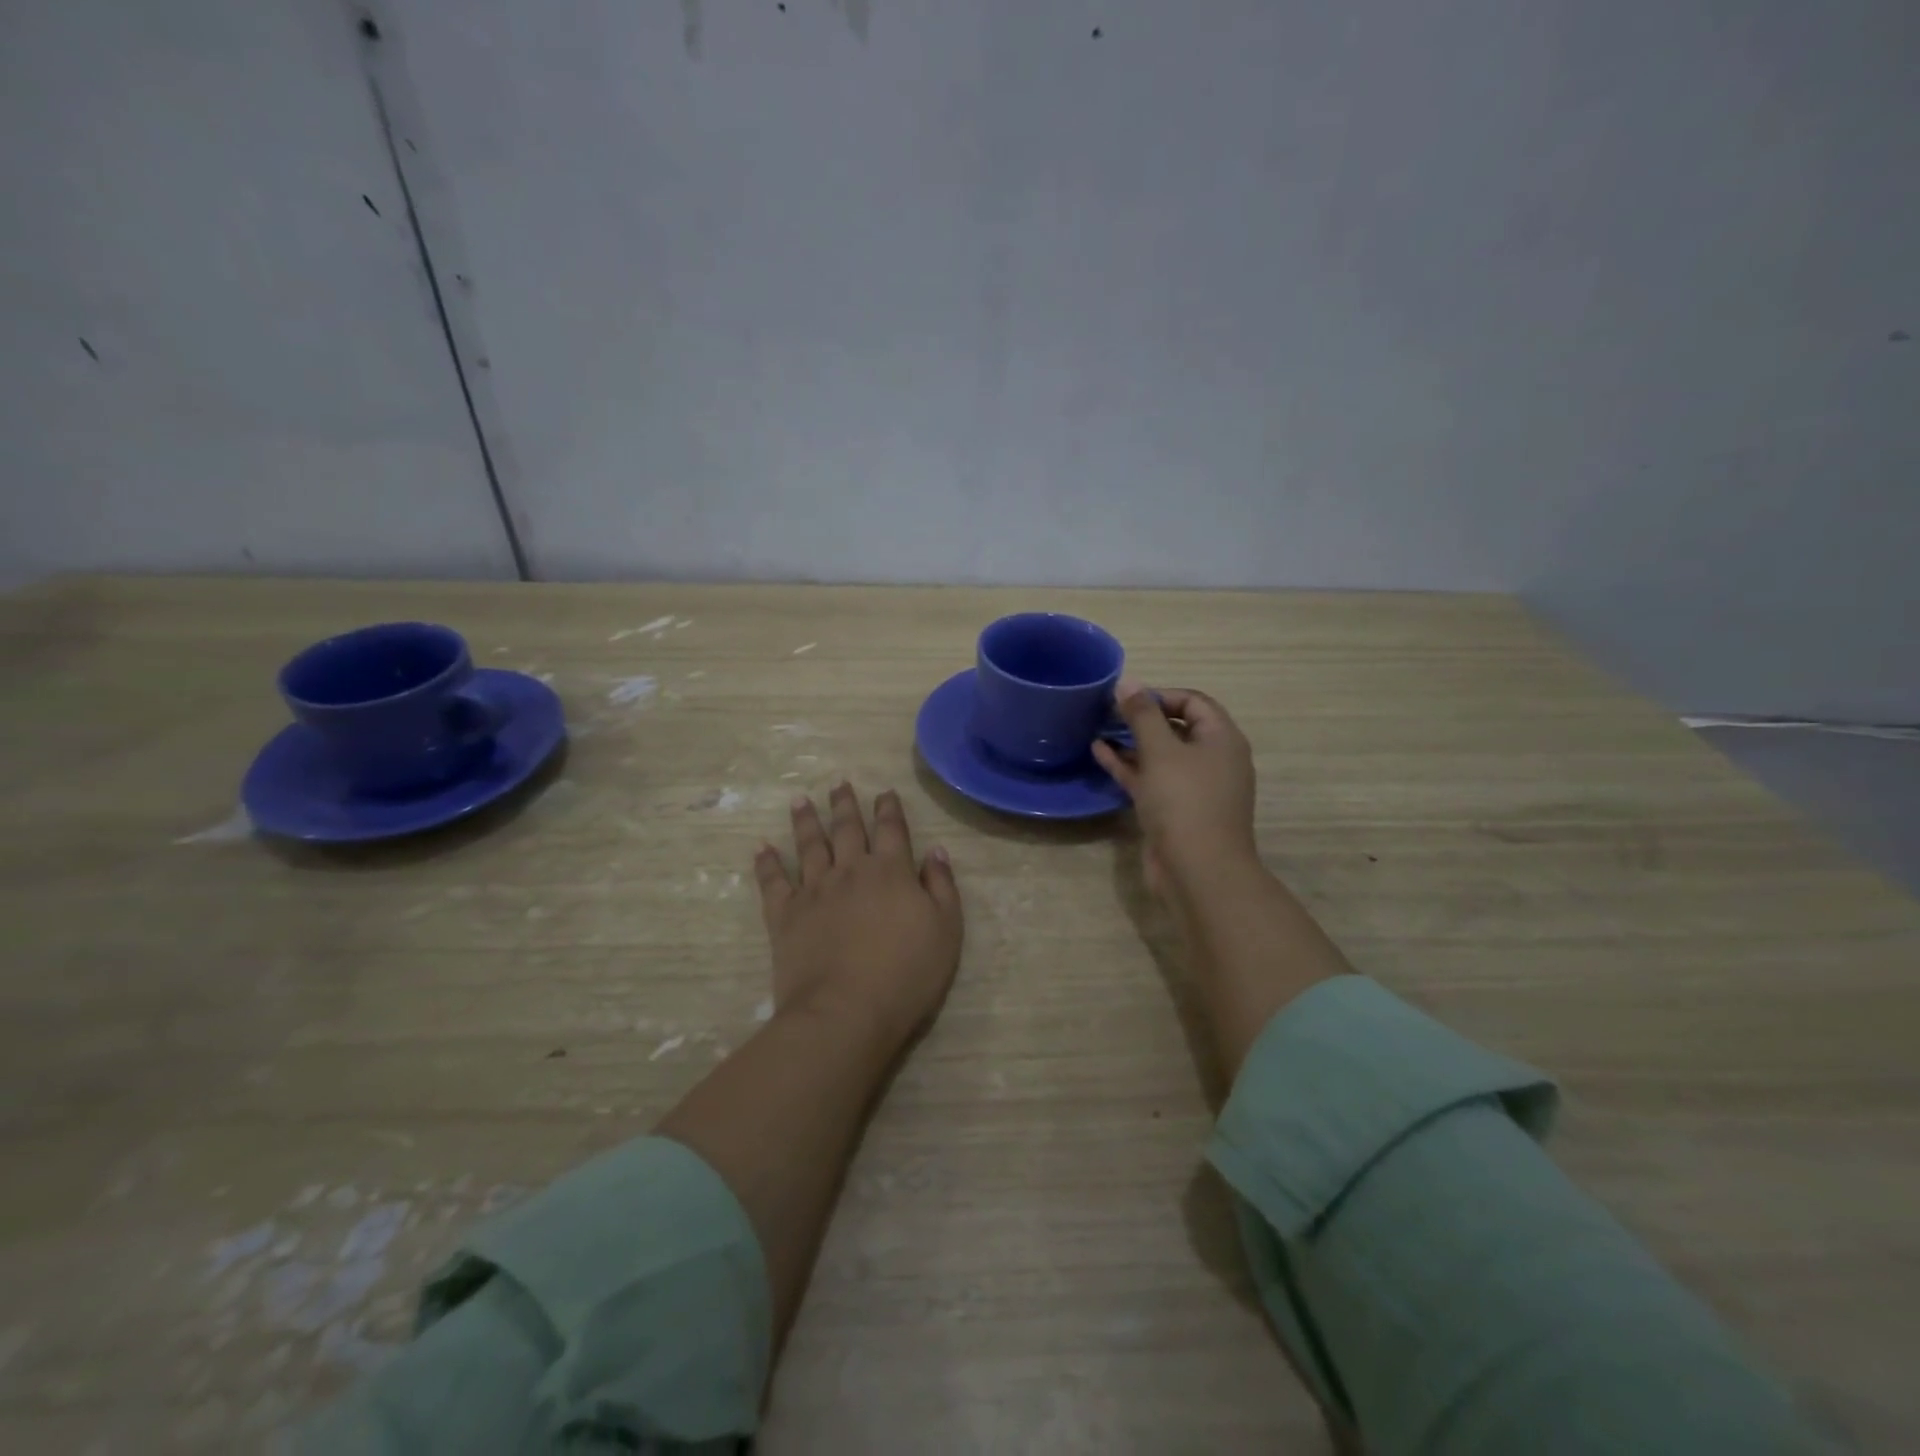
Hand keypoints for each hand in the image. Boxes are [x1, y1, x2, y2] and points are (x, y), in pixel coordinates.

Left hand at [753, 783, 963, 1050]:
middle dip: (844, 805)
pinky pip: (773, 882)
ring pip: (809, 846)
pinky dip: (766, 863)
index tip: (885, 792)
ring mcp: (814, 891)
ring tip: (800, 801)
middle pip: (846, 829)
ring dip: (805, 821)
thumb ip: (942, 888)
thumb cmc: (906, 975)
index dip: (889, 809)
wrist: (845, 1011)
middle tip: (839, 783)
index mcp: (891, 872)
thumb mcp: (946, 931)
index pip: (891, 830)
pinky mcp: (785, 915)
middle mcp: (850, 871)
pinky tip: (761, 848)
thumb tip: (935, 852)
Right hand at [1094, 679, 1259, 902]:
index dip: (1160, 694)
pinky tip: (1099, 754)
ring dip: (1131, 742)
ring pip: (1161, 756)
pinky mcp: (1174, 811)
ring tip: (1098, 729)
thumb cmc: (1184, 802)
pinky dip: (1128, 766)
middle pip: (1177, 728)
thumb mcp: (1161, 751)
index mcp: (1222, 739)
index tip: (1126, 698)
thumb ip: (1142, 715)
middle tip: (1108, 712)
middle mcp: (1212, 760)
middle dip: (1142, 718)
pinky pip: (1151, 779)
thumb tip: (1128, 682)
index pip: (1193, 701)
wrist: (1198, 871)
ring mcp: (1194, 788)